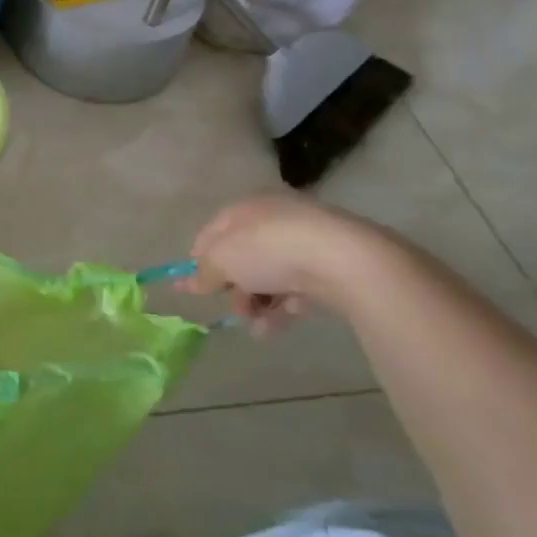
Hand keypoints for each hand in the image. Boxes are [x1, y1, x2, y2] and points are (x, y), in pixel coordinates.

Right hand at [188, 194, 384, 333]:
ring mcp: (305, 241)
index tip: (192, 288)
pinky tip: (280, 324)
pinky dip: (285, 306)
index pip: (212, 233)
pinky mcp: (330, 265)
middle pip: (243, 257)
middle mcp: (273, 219)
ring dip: (258, 304)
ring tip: (258, 327)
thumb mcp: (222, 260)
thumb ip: (205, 272)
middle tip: (234, 310)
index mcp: (245, 208)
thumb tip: (192, 282)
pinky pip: (298, 286)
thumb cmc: (269, 250)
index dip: (199, 260)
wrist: (344, 260)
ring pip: (270, 275)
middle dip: (234, 288)